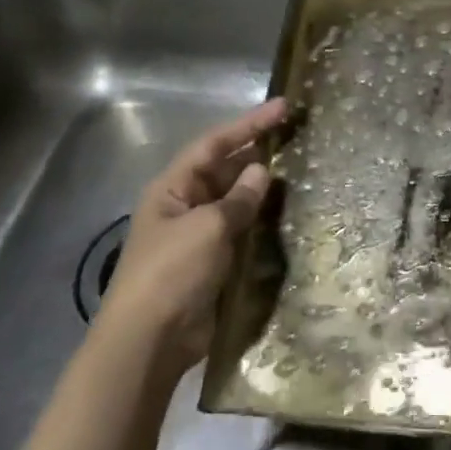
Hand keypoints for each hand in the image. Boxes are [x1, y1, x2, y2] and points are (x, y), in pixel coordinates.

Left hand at [96, 97, 288, 373]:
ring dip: (263, 188)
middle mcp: (185, 205)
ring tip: (300, 171)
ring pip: (236, 199)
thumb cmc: (171, 273)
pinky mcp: (213, 262)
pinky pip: (242, 230)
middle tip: (297, 137)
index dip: (248, 124)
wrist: (150, 341)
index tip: (283, 107)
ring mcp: (199, 234)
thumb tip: (261, 172)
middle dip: (257, 152)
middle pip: (225, 169)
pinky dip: (262, 220)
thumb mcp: (207, 228)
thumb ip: (238, 199)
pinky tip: (288, 214)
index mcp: (173, 188)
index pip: (214, 144)